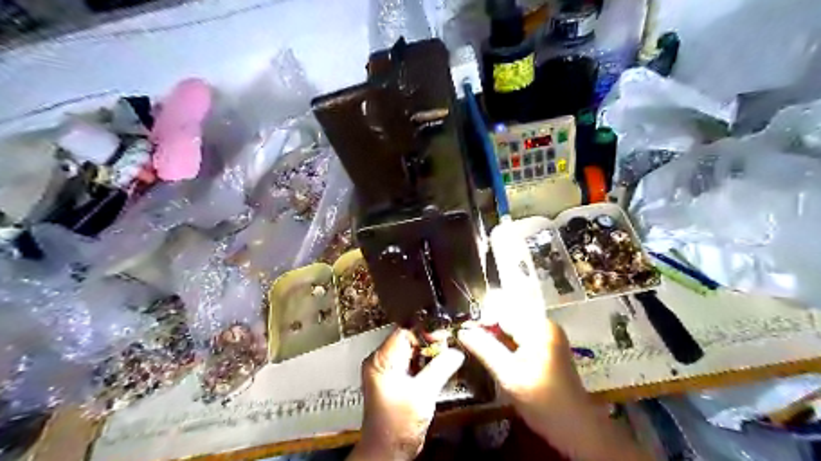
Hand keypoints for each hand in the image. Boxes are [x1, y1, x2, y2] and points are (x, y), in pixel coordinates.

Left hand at [349, 328, 463, 460]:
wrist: (388, 451)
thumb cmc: (397, 425)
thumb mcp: (422, 394)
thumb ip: (440, 369)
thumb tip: (456, 352)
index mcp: (381, 360)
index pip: (404, 331)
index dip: (425, 331)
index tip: (444, 335)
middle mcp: (381, 361)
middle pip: (408, 339)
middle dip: (430, 341)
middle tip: (448, 344)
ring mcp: (388, 370)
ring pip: (412, 350)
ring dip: (429, 351)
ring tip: (446, 353)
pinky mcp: (395, 379)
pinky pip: (412, 362)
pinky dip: (426, 362)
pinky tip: (439, 365)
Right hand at [459, 292, 650, 460]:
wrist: (576, 426)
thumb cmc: (542, 401)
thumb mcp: (508, 376)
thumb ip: (485, 349)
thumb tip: (462, 331)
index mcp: (539, 327)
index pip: (503, 310)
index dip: (481, 318)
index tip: (464, 331)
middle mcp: (545, 324)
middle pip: (508, 314)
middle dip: (488, 324)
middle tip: (469, 338)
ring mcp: (547, 333)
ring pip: (512, 323)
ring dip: (495, 332)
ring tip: (478, 343)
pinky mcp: (546, 344)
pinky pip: (520, 332)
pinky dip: (505, 339)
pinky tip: (495, 350)